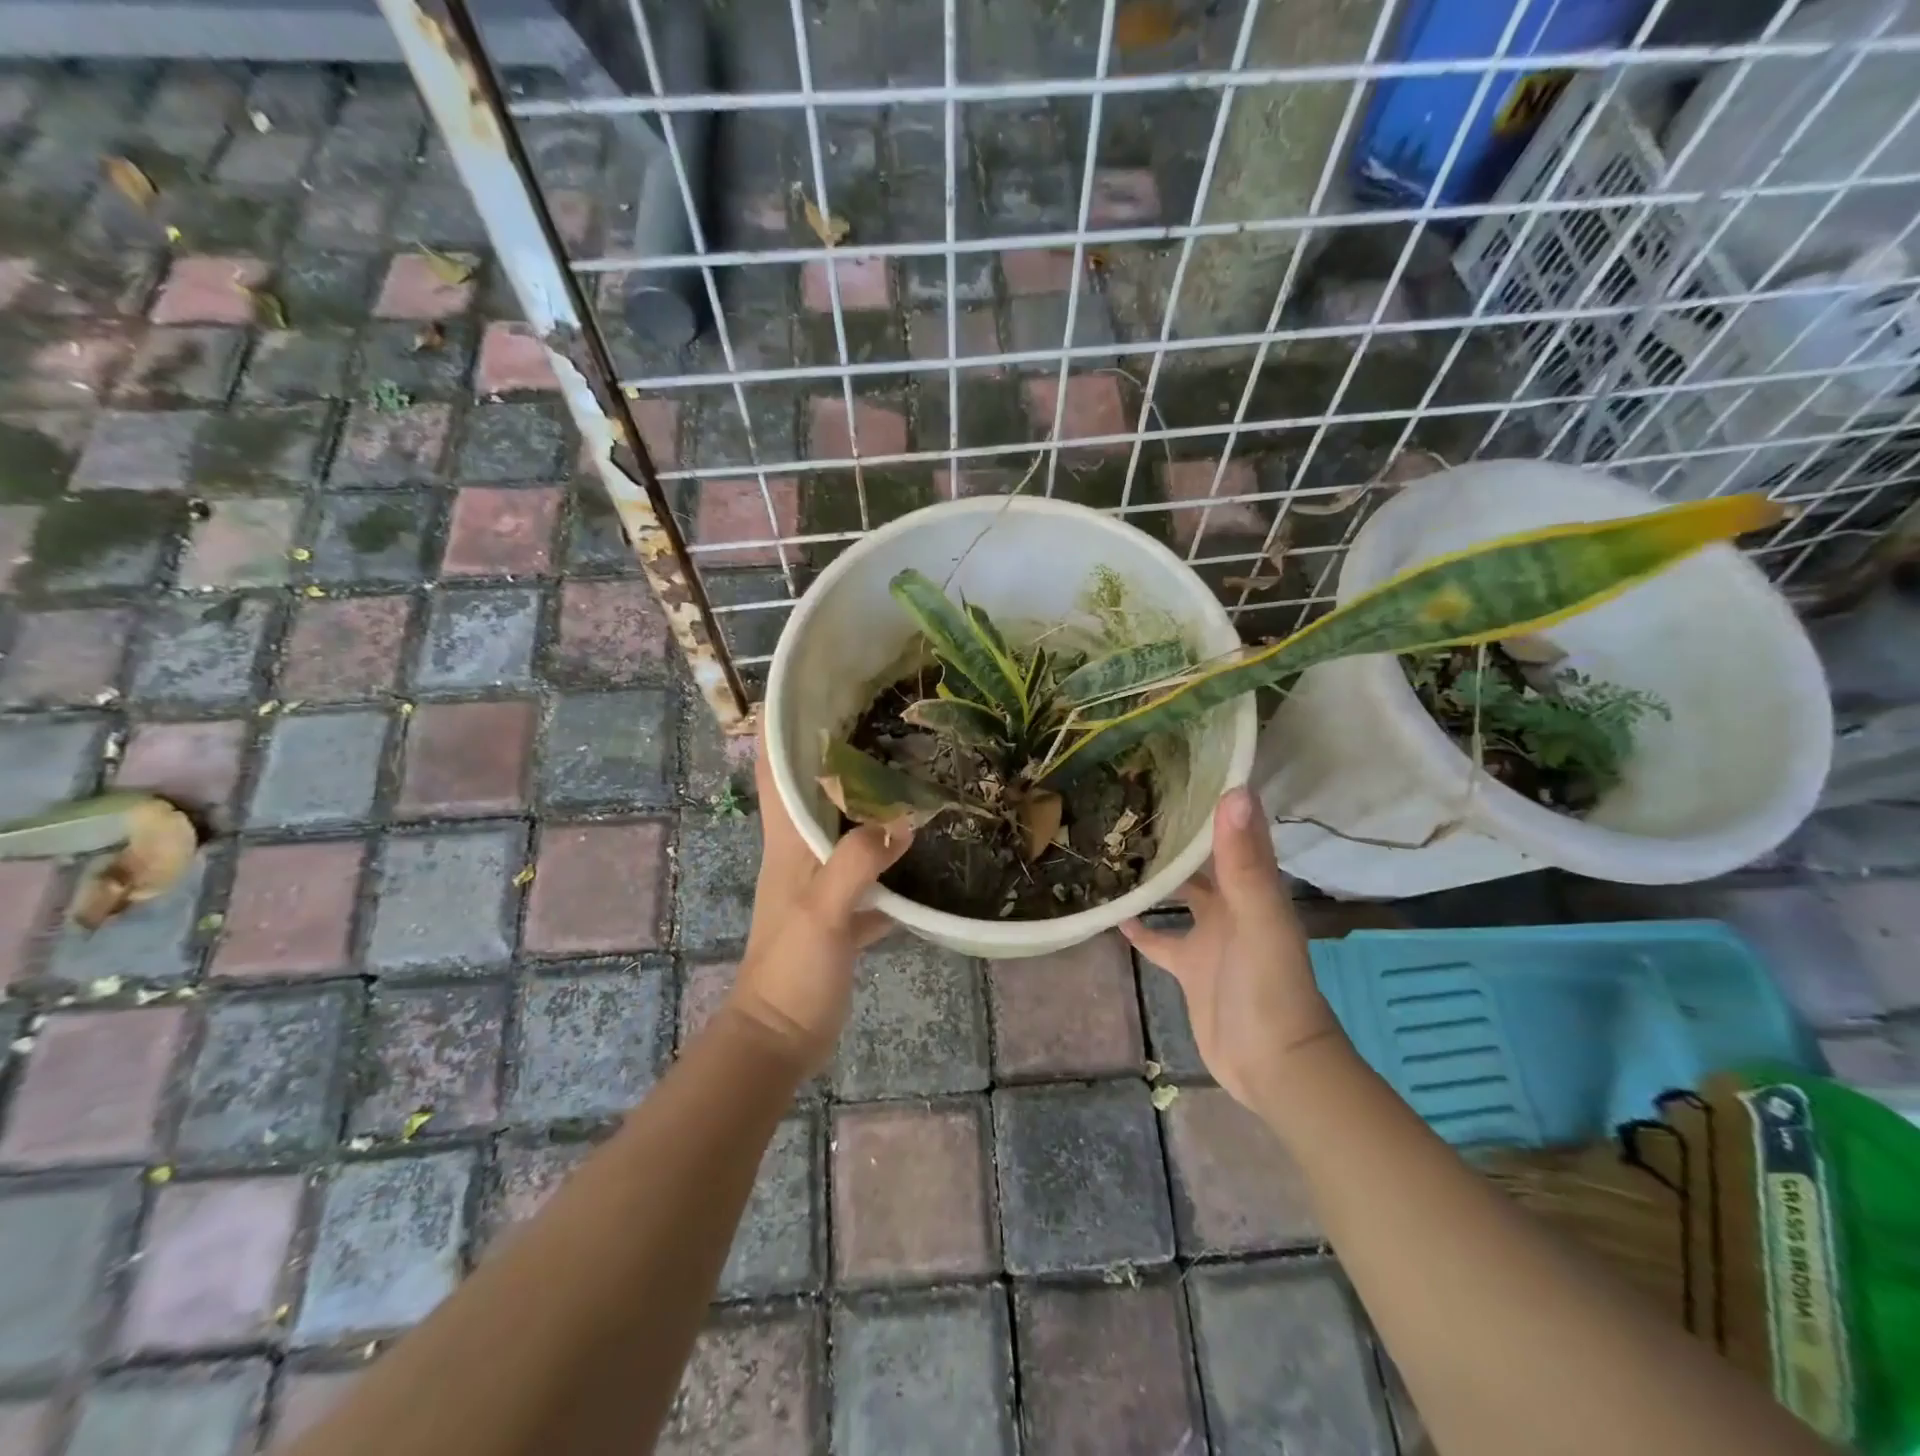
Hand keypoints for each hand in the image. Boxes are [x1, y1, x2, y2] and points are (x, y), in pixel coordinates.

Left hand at [723, 724, 913, 1077]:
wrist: (782, 1036)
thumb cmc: (791, 969)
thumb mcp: (823, 912)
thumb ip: (857, 863)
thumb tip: (904, 821)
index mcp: (786, 841)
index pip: (772, 770)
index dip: (777, 726)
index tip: (803, 688)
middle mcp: (801, 852)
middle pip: (813, 791)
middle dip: (836, 754)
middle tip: (880, 719)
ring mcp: (822, 883)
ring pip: (845, 829)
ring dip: (869, 803)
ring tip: (909, 771)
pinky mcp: (843, 913)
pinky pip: (871, 874)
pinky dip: (893, 860)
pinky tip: (928, 850)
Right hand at [1121, 787, 1341, 1110]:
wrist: (1272, 1065)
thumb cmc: (1269, 987)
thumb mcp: (1259, 919)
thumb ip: (1244, 861)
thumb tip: (1235, 792)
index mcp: (1253, 885)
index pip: (1233, 830)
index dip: (1213, 798)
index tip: (1180, 764)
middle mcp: (1232, 903)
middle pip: (1202, 859)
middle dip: (1175, 833)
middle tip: (1132, 800)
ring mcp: (1209, 936)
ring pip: (1178, 894)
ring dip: (1154, 874)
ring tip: (1114, 845)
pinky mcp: (1188, 966)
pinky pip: (1159, 939)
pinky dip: (1139, 926)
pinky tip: (1112, 911)